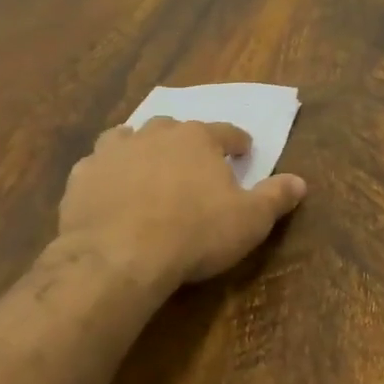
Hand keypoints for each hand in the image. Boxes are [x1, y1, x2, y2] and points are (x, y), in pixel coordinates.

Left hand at [57, 117, 306, 288]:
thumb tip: (300, 181)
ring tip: (146, 166)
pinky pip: (97, 165)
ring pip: (129, 137)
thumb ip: (275, 197)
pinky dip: (107, 173)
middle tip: (192, 162)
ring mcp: (114, 151)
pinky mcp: (82, 175)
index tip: (244, 150)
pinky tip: (109, 191)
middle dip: (185, 141)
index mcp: (198, 139)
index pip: (225, 132)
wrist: (119, 255)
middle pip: (174, 128)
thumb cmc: (194, 234)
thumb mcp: (249, 221)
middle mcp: (155, 134)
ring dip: (140, 148)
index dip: (237, 141)